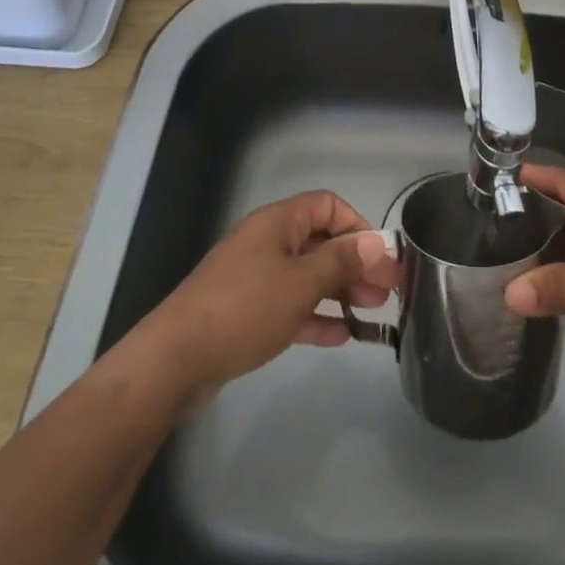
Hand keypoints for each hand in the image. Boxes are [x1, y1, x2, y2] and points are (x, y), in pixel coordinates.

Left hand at [134, 191, 398, 403]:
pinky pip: (290, 305)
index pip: (328, 206)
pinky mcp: (247, 311)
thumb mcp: (301, 283)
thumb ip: (342, 261)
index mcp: (279, 222)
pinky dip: (315, 315)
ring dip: (340, 291)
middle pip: (321, 242)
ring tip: (372, 313)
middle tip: (387, 291)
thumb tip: (377, 242)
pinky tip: (341, 336)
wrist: (176, 358)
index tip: (380, 256)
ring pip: (308, 276)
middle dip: (355, 264)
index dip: (357, 226)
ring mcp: (256, 277)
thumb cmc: (245, 308)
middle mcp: (268, 242)